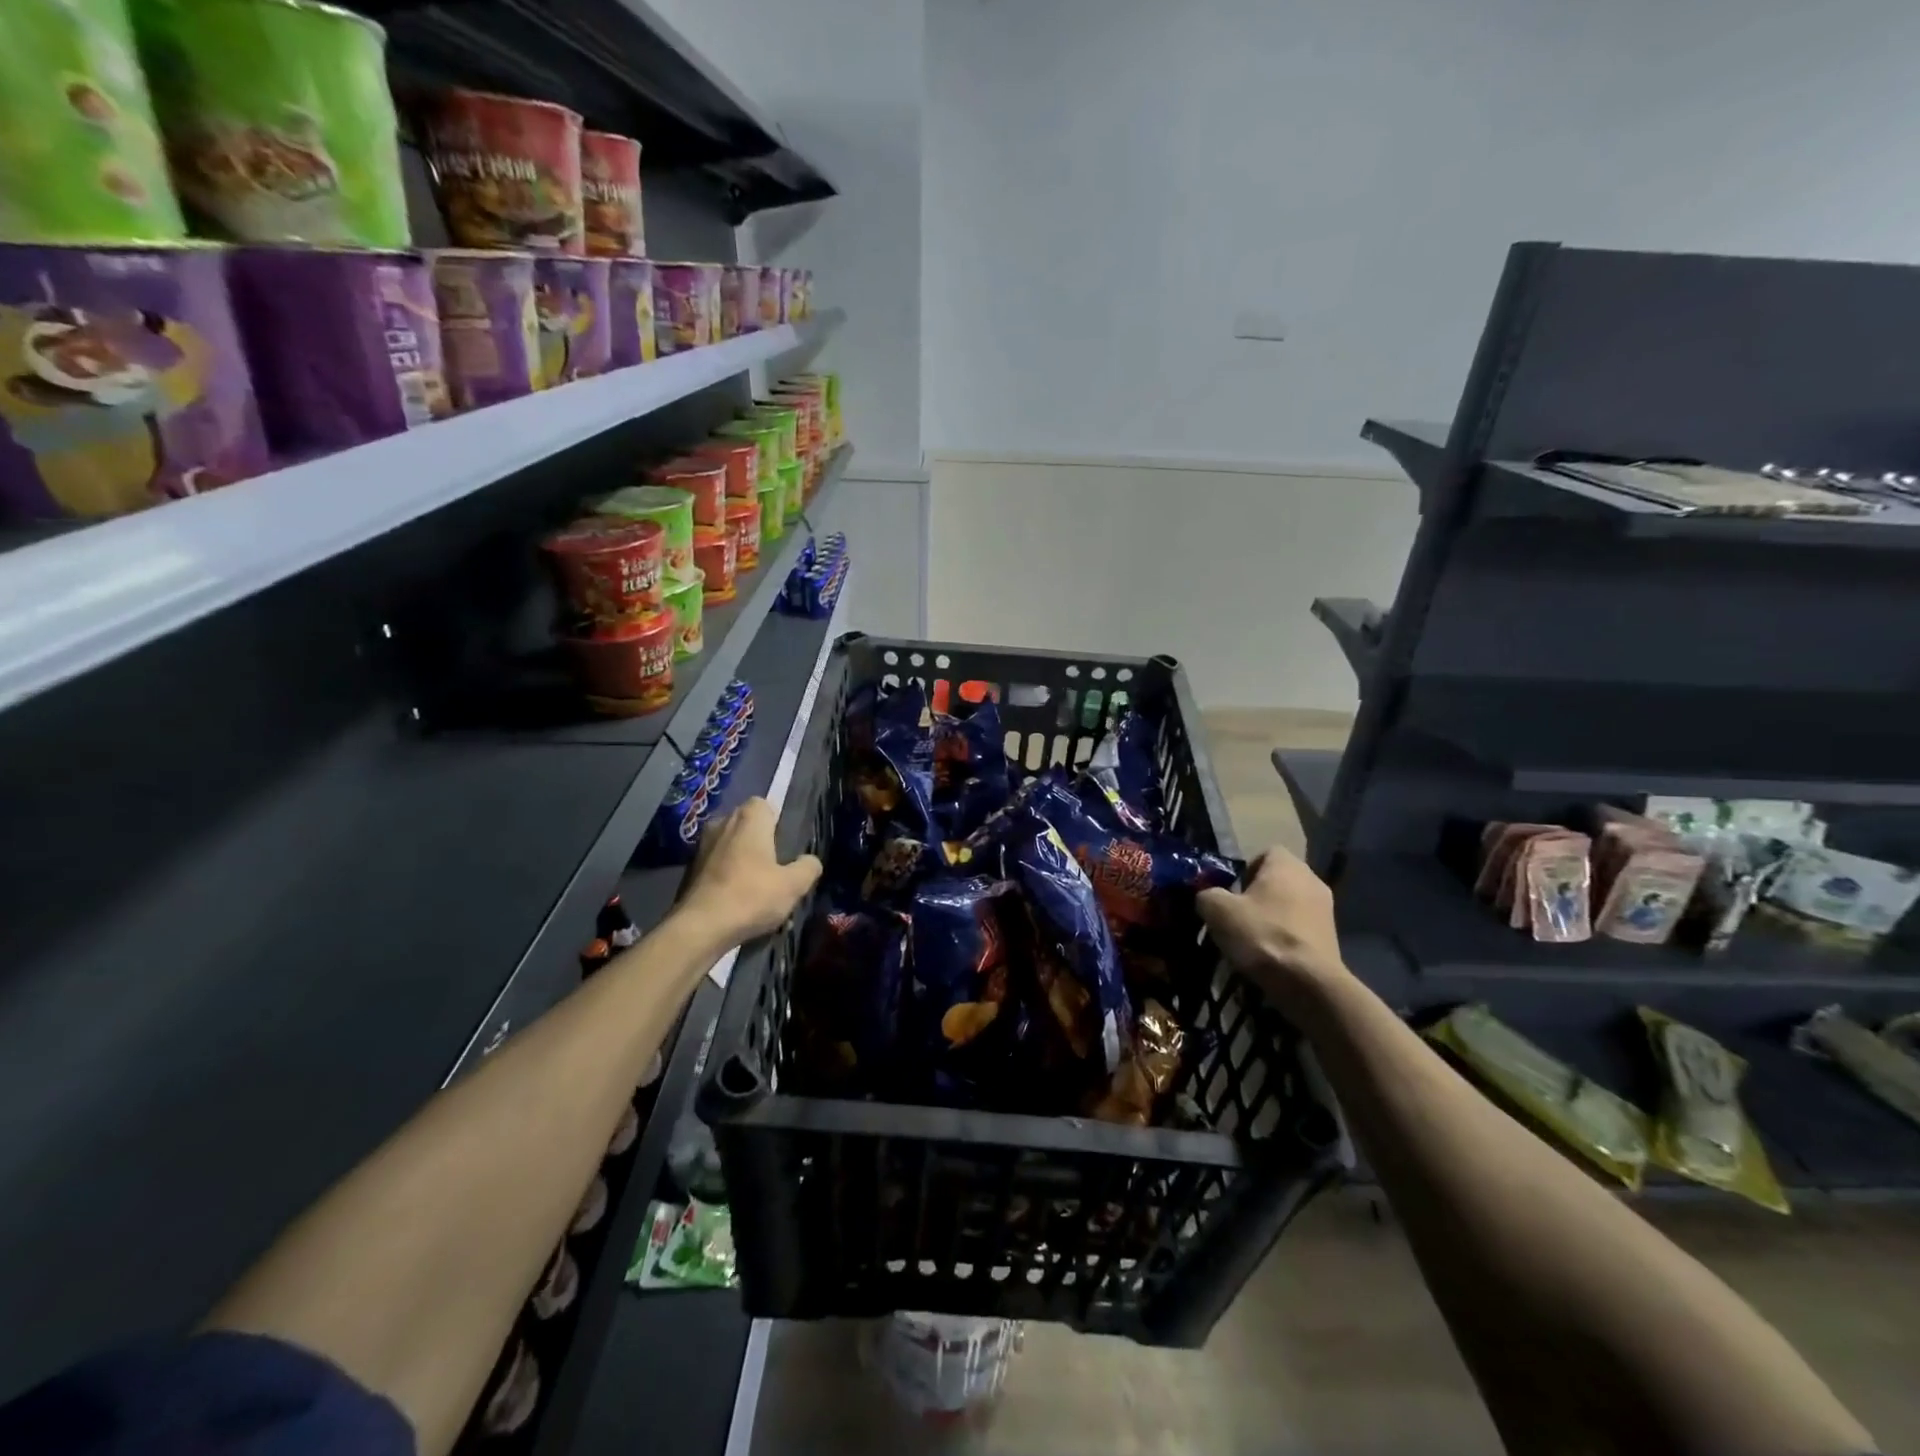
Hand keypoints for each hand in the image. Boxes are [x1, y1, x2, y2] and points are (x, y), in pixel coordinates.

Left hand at [678, 798, 821, 945]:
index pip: (763, 804)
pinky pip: (715, 865)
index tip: (784, 844)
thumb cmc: (751, 897)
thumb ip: (808, 868)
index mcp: (748, 820)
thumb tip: (810, 861)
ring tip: (756, 888)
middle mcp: (722, 824)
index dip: (775, 821)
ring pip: (729, 846)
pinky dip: (725, 876)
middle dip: (759, 841)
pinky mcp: (689, 870)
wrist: (699, 927)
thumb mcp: (793, 886)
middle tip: (775, 866)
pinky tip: (736, 901)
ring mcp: (701, 847)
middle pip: (745, 824)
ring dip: (741, 860)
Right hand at [1197, 848, 1349, 1009]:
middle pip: (1278, 880)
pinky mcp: (1332, 937)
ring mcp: (1326, 909)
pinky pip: (1301, 928)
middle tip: (1238, 917)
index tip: (1232, 893)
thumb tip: (1208, 897)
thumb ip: (1207, 895)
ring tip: (1253, 941)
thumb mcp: (1218, 911)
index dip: (1245, 870)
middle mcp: (1312, 879)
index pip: (1265, 853)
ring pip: (1290, 905)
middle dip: (1257, 895)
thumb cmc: (1262, 935)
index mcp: (1286, 864)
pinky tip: (1271, 956)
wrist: (1308, 983)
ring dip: (1272, 917)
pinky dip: (1286, 937)